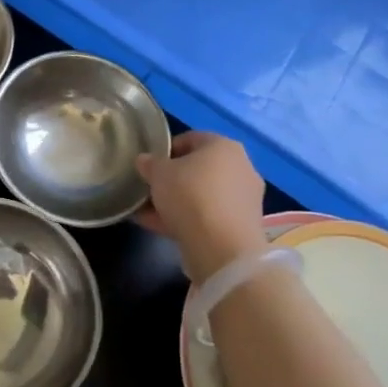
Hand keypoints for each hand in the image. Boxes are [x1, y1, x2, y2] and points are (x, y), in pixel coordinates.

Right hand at [135, 131, 266, 282]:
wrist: (221, 247)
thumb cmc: (190, 195)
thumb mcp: (158, 173)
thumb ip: (149, 163)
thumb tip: (144, 160)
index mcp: (223, 146)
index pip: (190, 139)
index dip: (165, 150)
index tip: (148, 165)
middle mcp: (240, 168)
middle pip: (198, 169)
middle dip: (172, 179)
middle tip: (149, 189)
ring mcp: (243, 198)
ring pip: (202, 195)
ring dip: (177, 202)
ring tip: (148, 212)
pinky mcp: (241, 225)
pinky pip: (207, 216)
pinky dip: (187, 220)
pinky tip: (160, 228)